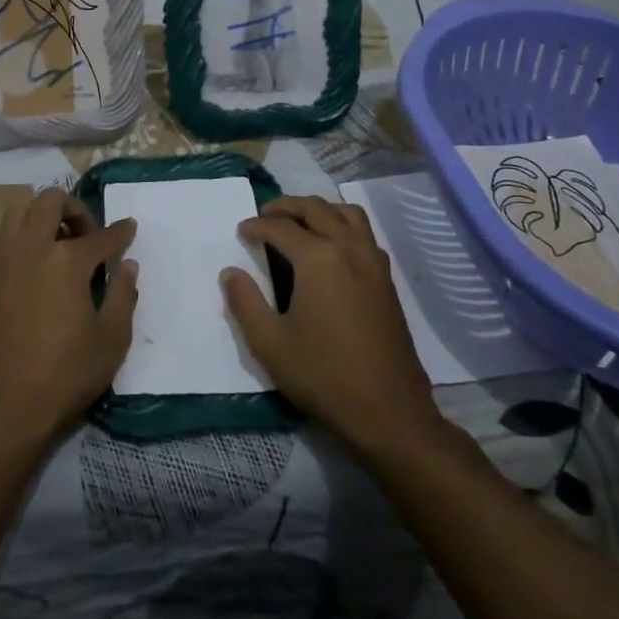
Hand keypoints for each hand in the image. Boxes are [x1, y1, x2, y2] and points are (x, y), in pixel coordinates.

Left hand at [0, 188, 138, 452]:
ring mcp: (2, 262)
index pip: (101, 236)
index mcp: (67, 261)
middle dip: (74, 207)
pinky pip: (3, 242)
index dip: (120, 232)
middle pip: (50, 201)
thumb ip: (124, 296)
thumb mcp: (111, 341)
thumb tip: (127, 266)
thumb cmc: (65, 375)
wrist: (3, 409)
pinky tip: (34, 270)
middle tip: (87, 234)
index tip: (129, 228)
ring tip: (57, 244)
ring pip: (19, 213)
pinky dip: (22, 241)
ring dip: (41, 217)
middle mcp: (32, 249)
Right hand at [226, 196, 446, 462]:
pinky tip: (331, 249)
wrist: (389, 412)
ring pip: (347, 214)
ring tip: (300, 223)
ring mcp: (373, 262)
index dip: (257, 226)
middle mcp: (348, 249)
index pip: (281, 228)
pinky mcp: (387, 280)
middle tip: (265, 215)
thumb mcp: (270, 344)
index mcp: (318, 259)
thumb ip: (245, 302)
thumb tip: (230, 272)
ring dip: (320, 210)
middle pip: (316, 209)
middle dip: (287, 206)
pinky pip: (364, 234)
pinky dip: (343, 226)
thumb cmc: (324, 376)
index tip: (241, 232)